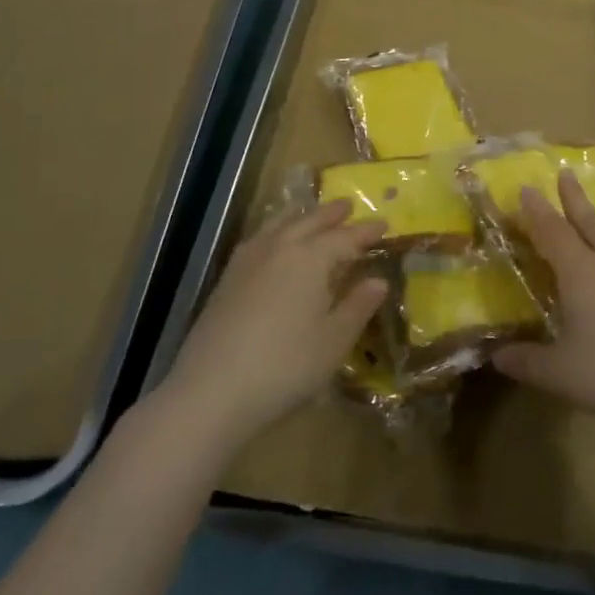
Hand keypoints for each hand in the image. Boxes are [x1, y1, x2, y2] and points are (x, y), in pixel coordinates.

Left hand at [161, 201, 386, 452]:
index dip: (365, 232)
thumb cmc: (285, 366)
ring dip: (299, 216)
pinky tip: (272, 242)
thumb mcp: (333, 341)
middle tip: (347, 205)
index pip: (345, 237)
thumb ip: (357, 307)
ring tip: (308, 211)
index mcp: (310, 258)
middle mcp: (279, 248)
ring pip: (278, 225)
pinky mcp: (226, 279)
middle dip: (331, 214)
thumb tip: (379, 281)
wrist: (211, 390)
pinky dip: (274, 230)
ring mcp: (248, 261)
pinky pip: (258, 239)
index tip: (384, 224)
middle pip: (309, 222)